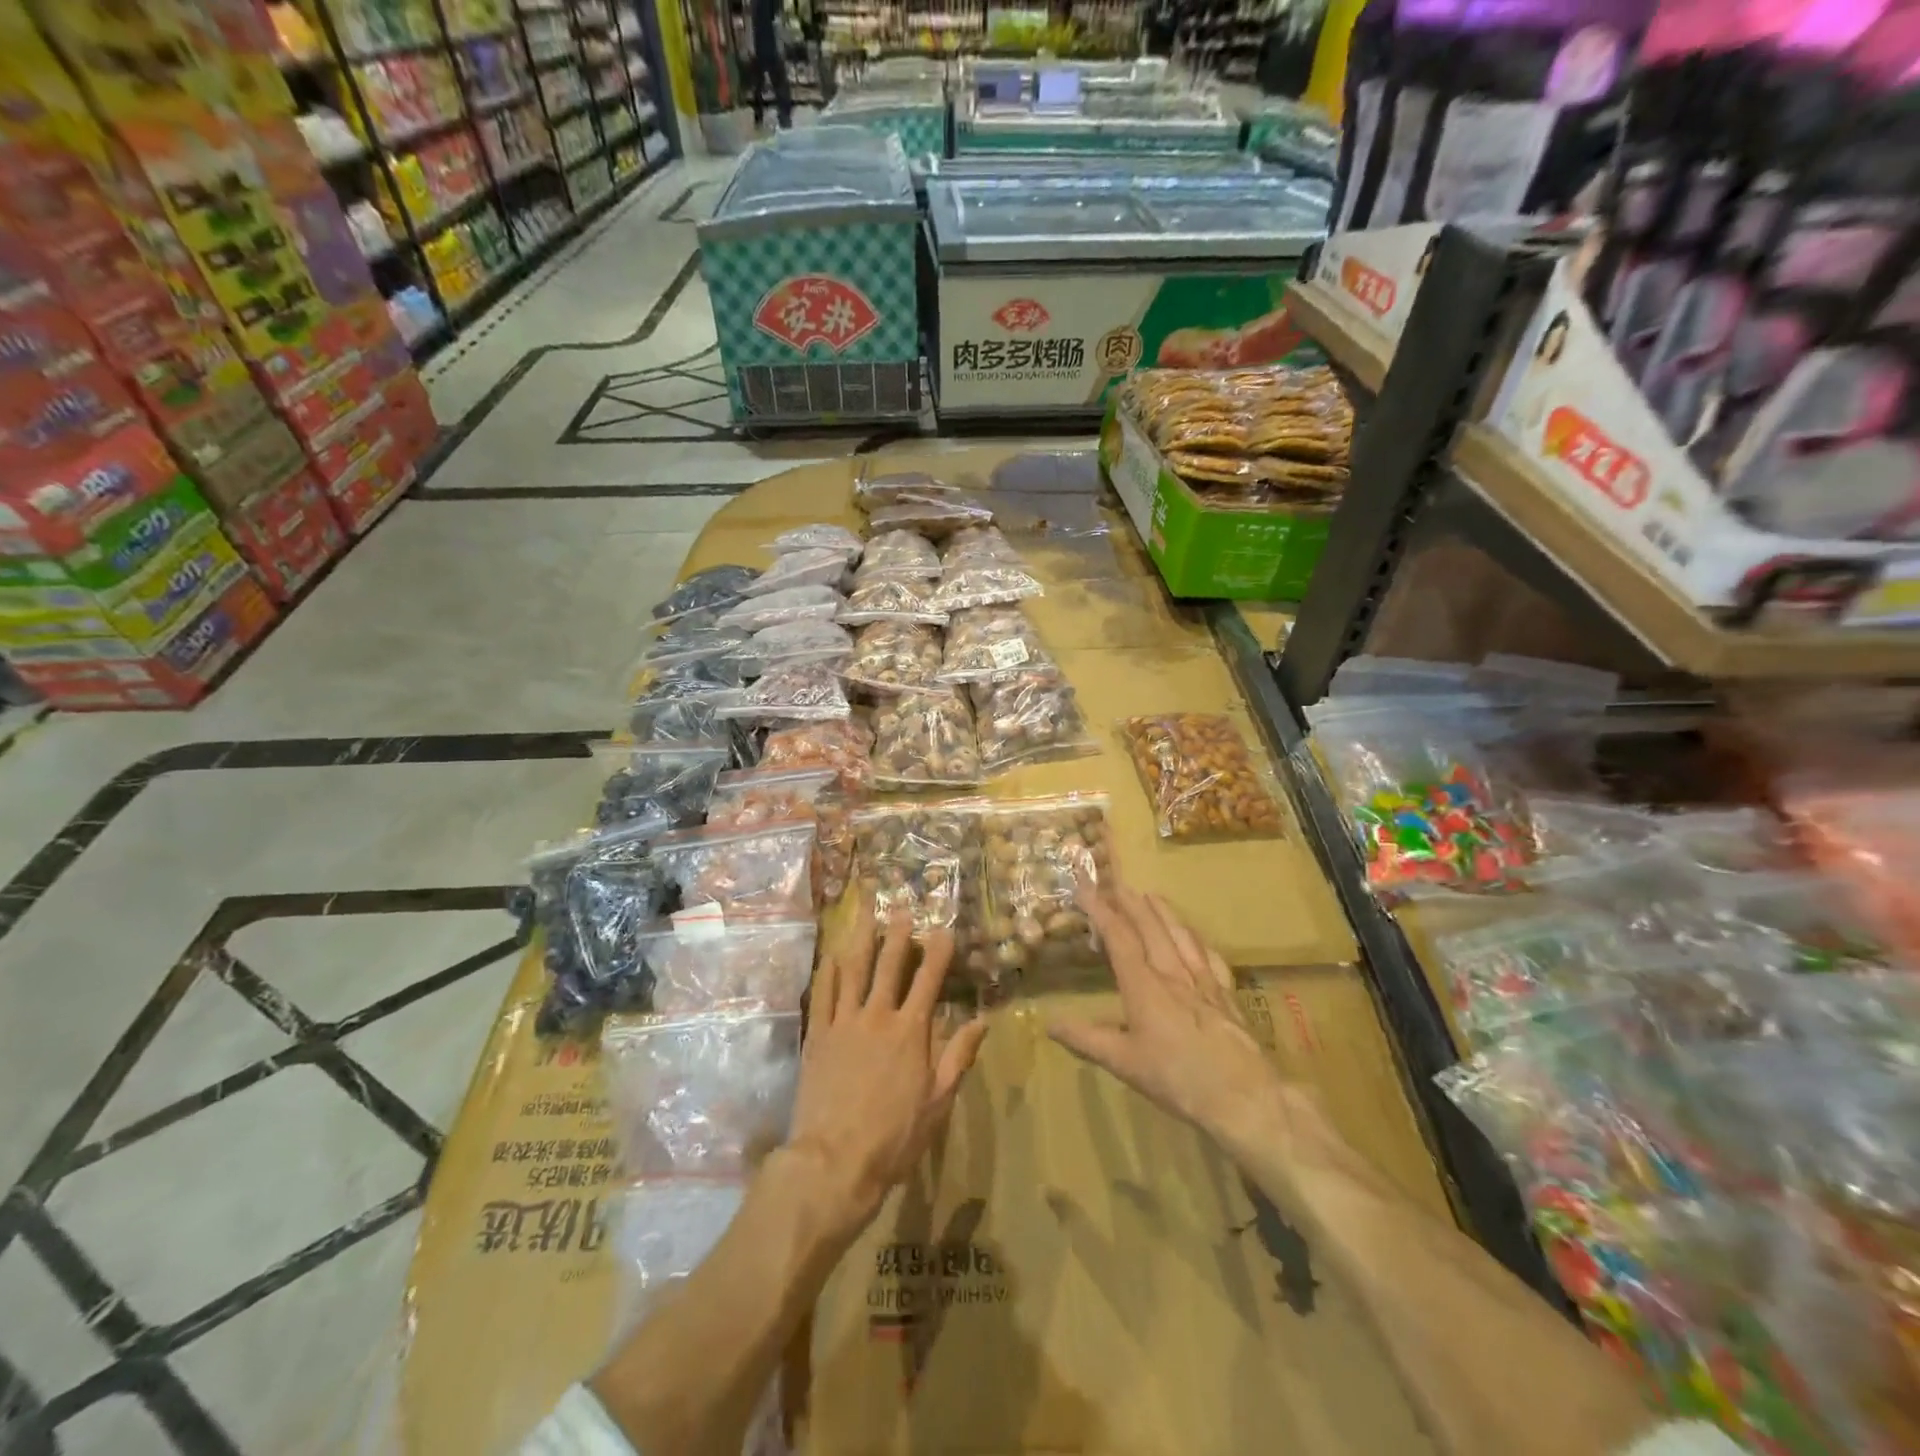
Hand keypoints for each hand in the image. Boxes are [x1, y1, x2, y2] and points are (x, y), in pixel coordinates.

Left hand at [786, 899, 990, 1238]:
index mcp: (911, 1031)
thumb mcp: (938, 1102)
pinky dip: (828, 972)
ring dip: (861, 938)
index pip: (929, 980)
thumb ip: (958, 1056)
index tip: (944, 929)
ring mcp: (844, 1022)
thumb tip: (981, 1021)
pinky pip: (822, 994)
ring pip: (853, 969)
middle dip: (898, 934)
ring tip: (865, 912)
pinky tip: (830, 955)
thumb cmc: (895, 1136)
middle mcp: (878, 1016)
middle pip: (889, 965)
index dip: (938, 953)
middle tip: (901, 908)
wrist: (835, 1161)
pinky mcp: (817, 1036)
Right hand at [1048, 879, 1344, 1188]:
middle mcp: (1173, 973)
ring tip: (1152, 894)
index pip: (1119, 937)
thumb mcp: (1123, 1063)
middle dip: (1131, 902)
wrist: (1243, 1096)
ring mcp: (1204, 981)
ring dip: (1164, 912)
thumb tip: (1049, 1023)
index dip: (1101, 911)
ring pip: (1181, 935)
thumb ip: (1086, 1039)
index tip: (1086, 888)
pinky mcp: (1226, 995)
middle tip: (1117, 884)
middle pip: (1151, 927)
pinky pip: (1210, 957)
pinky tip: (1196, 937)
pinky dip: (1198, 940)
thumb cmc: (1176, 1078)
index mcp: (1144, 985)